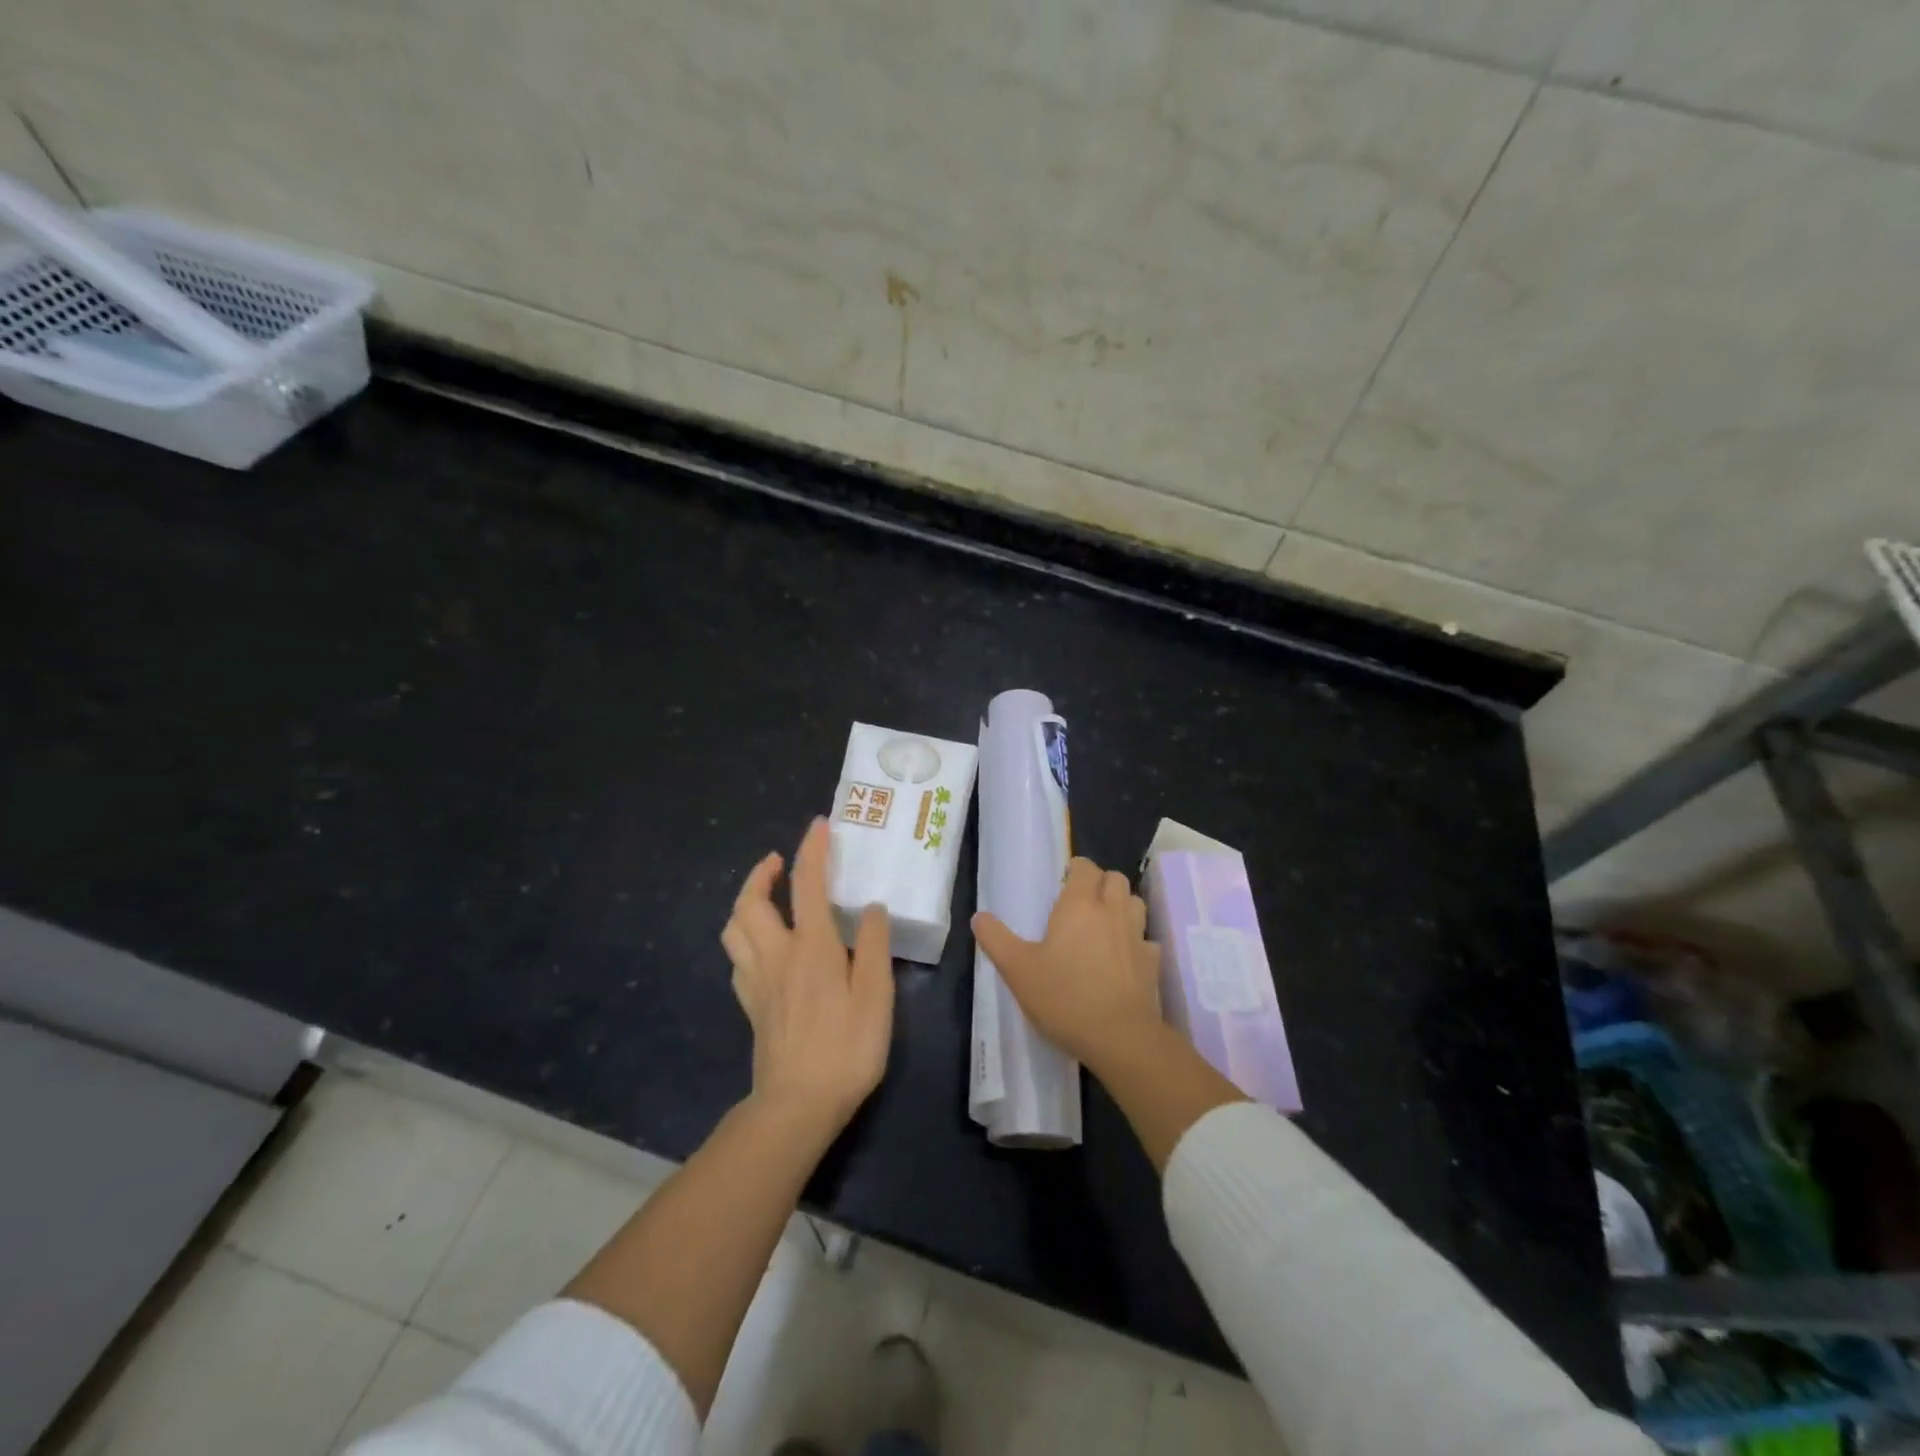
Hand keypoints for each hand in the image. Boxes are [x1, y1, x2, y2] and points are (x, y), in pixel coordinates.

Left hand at [722, 818, 893, 1137]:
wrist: (797, 1107)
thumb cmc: (846, 1048)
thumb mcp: (876, 995)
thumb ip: (874, 946)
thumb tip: (871, 908)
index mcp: (811, 947)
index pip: (806, 884)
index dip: (812, 850)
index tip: (819, 825)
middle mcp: (777, 955)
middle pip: (751, 903)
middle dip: (761, 873)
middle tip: (780, 862)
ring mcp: (757, 982)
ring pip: (734, 929)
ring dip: (745, 902)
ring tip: (766, 897)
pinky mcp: (751, 1006)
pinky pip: (737, 960)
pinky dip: (745, 939)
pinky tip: (763, 948)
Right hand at [972, 857, 1162, 1071]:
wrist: (1120, 1037)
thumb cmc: (1064, 997)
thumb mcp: (1018, 970)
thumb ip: (996, 939)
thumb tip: (978, 917)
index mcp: (1079, 905)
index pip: (1085, 867)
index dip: (1076, 868)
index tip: (1064, 881)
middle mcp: (1112, 912)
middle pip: (1115, 878)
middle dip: (1101, 882)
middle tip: (1082, 901)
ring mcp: (1137, 936)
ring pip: (1135, 903)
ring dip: (1122, 905)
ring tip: (1105, 923)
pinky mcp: (1153, 963)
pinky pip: (1147, 940)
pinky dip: (1137, 941)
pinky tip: (1125, 957)